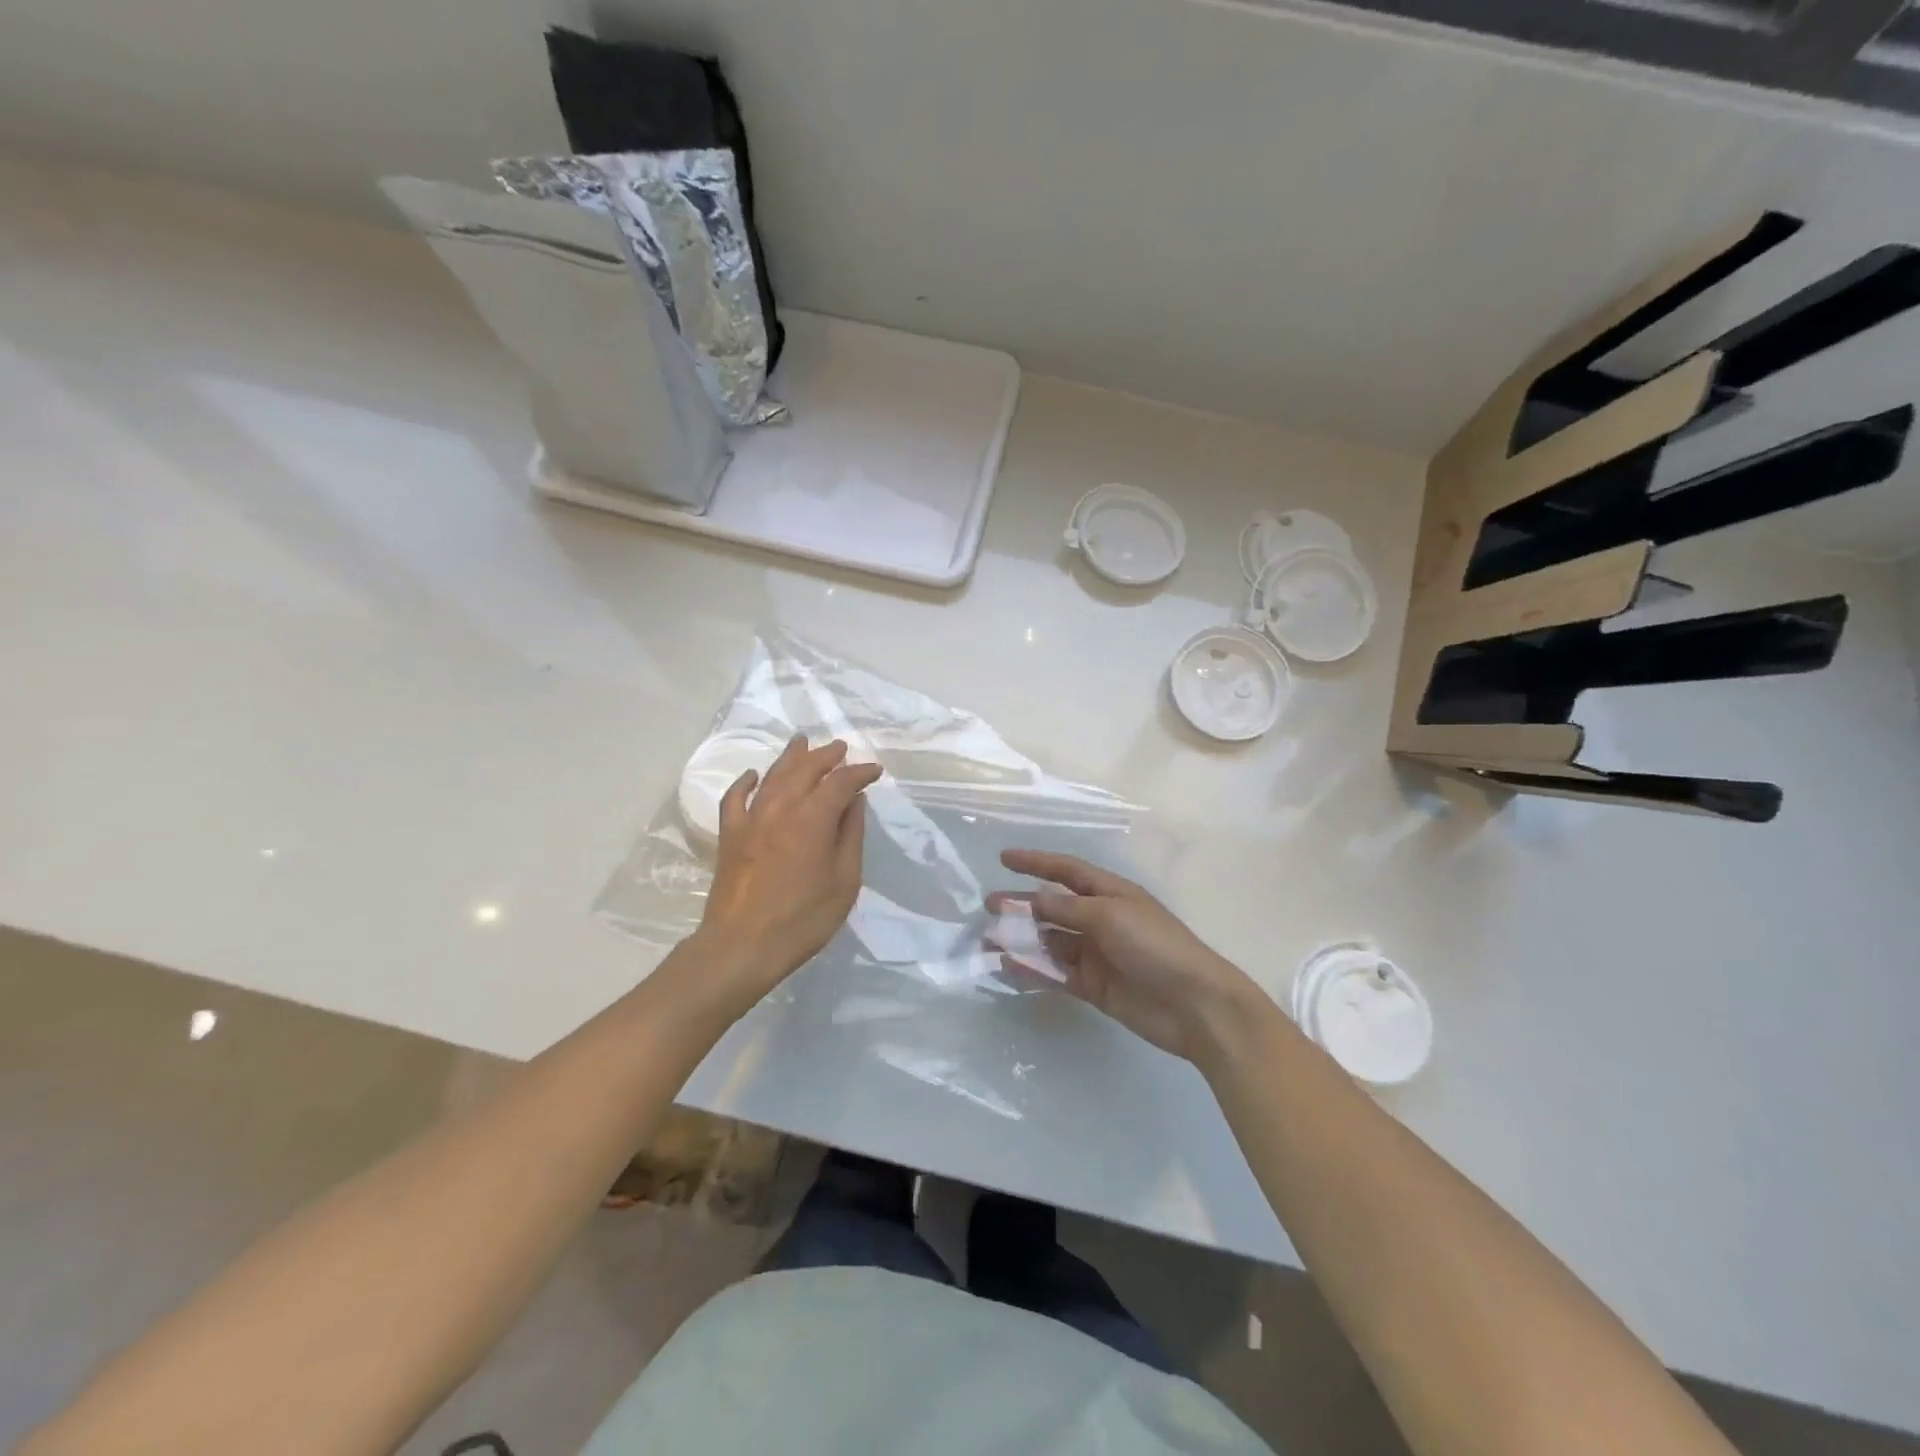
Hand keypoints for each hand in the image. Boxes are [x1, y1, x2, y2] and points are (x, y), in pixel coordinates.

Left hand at [696, 735, 881, 1004]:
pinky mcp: (729, 834)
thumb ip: (850, 836)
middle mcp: (781, 807)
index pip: (841, 782)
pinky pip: (735, 798)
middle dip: (825, 756)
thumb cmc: (803, 918)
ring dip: (790, 757)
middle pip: (805, 769)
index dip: (860, 772)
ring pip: (772, 776)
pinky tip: (753, 776)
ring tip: (802, 743)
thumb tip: (854, 802)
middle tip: (840, 748)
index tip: (874, 771)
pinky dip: (746, 782)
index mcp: (813, 818)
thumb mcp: (844, 881)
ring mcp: (750, 819)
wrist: (742, 945)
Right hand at [989, 848, 1262, 1062]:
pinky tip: (1008, 965)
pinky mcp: (1093, 986)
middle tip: (988, 906)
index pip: (1066, 871)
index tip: (1004, 858)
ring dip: (1021, 939)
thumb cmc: (1155, 946)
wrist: (1194, 1005)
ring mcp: (1096, 954)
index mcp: (1110, 893)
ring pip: (1050, 941)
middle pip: (1053, 907)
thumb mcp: (1110, 916)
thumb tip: (1033, 898)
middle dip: (1022, 905)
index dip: (1036, 862)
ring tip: (988, 940)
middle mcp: (1100, 919)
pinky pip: (1056, 973)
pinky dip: (1033, 968)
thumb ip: (1068, 908)